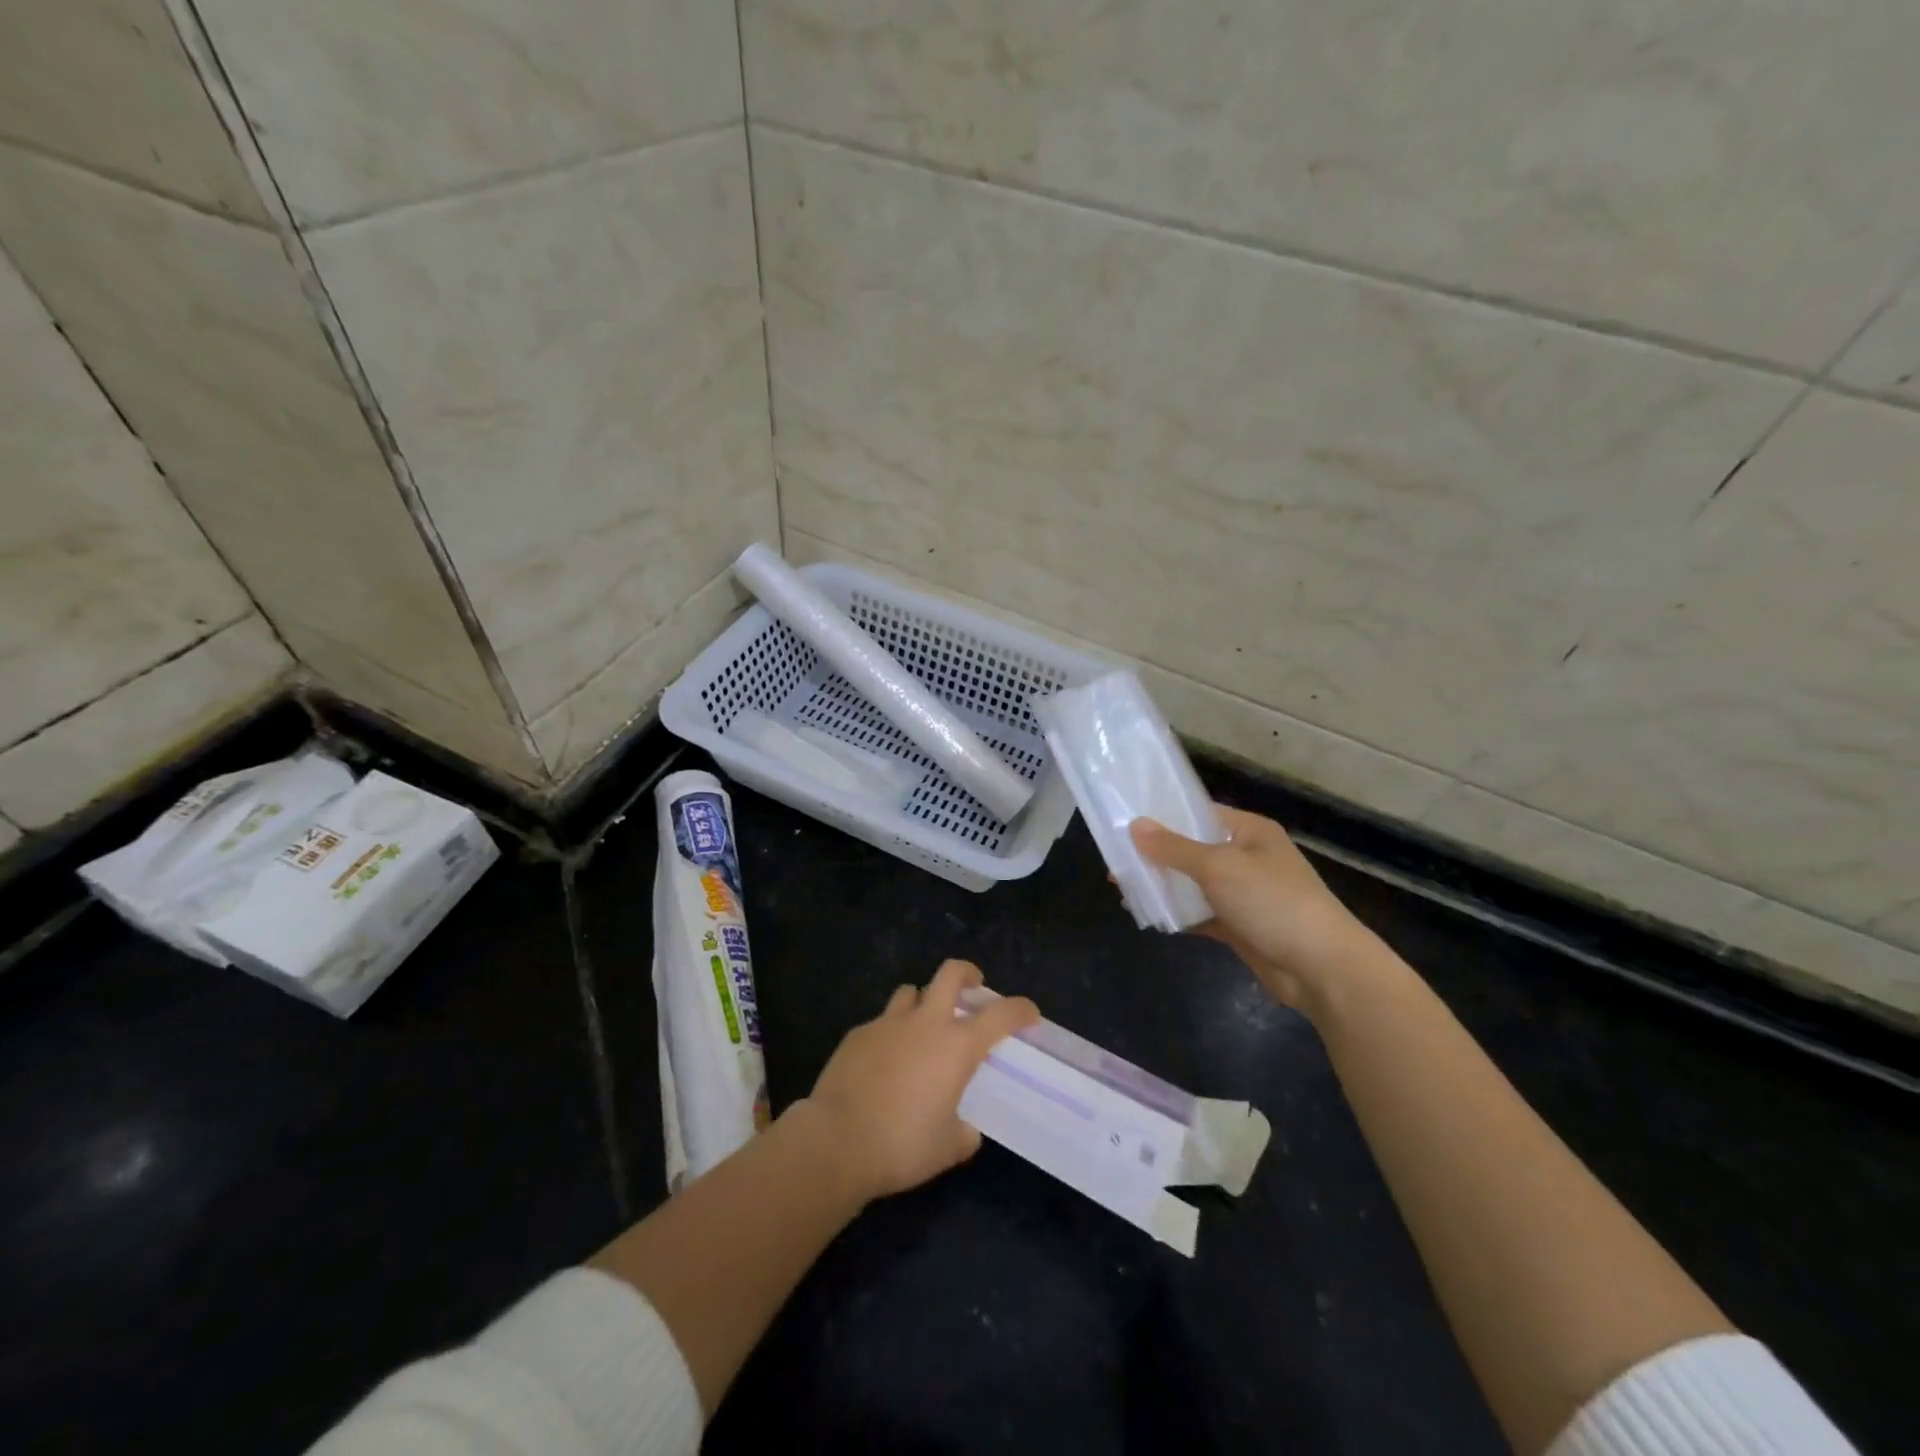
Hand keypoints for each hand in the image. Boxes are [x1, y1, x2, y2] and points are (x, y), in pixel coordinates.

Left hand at [799, 959, 1038, 1203]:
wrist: (836, 1141)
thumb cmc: (902, 1145)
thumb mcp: (947, 1148)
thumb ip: (963, 1133)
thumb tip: (964, 1129)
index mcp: (956, 1047)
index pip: (1000, 1015)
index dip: (1020, 1009)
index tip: (1029, 1013)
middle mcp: (925, 1024)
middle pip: (950, 974)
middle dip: (967, 973)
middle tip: (973, 986)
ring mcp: (887, 1024)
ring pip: (910, 991)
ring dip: (923, 1001)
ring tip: (923, 1025)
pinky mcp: (857, 1034)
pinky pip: (881, 1022)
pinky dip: (890, 1033)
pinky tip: (884, 1062)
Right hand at [1130, 807, 1378, 1012]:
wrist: (1321, 968)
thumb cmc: (1272, 902)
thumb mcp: (1218, 867)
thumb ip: (1174, 848)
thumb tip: (1135, 826)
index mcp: (1249, 831)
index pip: (1199, 813)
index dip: (1164, 816)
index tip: (1126, 820)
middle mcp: (1247, 857)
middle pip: (1193, 849)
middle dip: (1156, 855)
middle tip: (1115, 860)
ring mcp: (1245, 894)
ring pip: (1194, 884)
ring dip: (1164, 887)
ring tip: (1123, 888)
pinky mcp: (1241, 926)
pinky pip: (1201, 914)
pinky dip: (1179, 915)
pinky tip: (1149, 916)